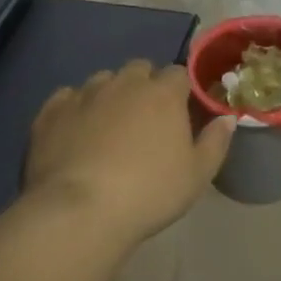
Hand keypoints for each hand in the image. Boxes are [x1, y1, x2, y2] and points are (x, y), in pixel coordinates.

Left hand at [24, 60, 234, 245]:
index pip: (178, 73)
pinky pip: (67, 97)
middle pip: (140, 69)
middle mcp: (125, 83)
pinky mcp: (52, 111)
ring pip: (103, 79)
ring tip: (109, 125)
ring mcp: (85, 94)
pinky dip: (74, 107)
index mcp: (163, 93)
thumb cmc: (149, 193)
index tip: (181, 112)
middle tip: (146, 119)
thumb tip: (228, 118)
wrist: (80, 211)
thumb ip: (216, 142)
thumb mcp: (197, 175)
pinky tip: (75, 130)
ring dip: (110, 93)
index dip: (181, 90)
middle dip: (145, 85)